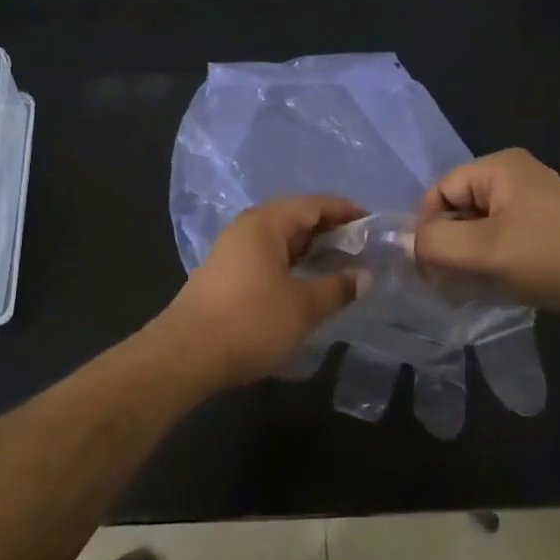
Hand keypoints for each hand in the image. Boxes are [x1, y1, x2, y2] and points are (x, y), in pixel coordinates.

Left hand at [155, 195, 364, 391]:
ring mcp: (232, 253)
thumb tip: (364, 276)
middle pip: (294, 219)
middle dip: (329, 231)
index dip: (344, 210)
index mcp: (265, 224)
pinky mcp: (226, 277)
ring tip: (340, 267)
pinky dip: (292, 266)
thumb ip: (337, 287)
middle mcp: (246, 230)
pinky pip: (267, 259)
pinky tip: (307, 285)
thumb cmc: (251, 322)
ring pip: (280, 242)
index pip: (312, 204)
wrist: (187, 355)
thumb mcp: (303, 306)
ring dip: (310, 251)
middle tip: (361, 248)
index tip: (372, 222)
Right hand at [412, 149, 559, 327]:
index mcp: (500, 167)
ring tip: (464, 289)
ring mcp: (532, 204)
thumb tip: (405, 243)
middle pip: (457, 209)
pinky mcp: (543, 230)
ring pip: (477, 229)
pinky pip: (499, 240)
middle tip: (442, 282)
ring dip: (465, 259)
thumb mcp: (483, 251)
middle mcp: (515, 177)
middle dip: (446, 246)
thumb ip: (435, 243)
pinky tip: (487, 288)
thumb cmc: (550, 260)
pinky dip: (487, 263)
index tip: (425, 266)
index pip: (440, 191)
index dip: (426, 227)